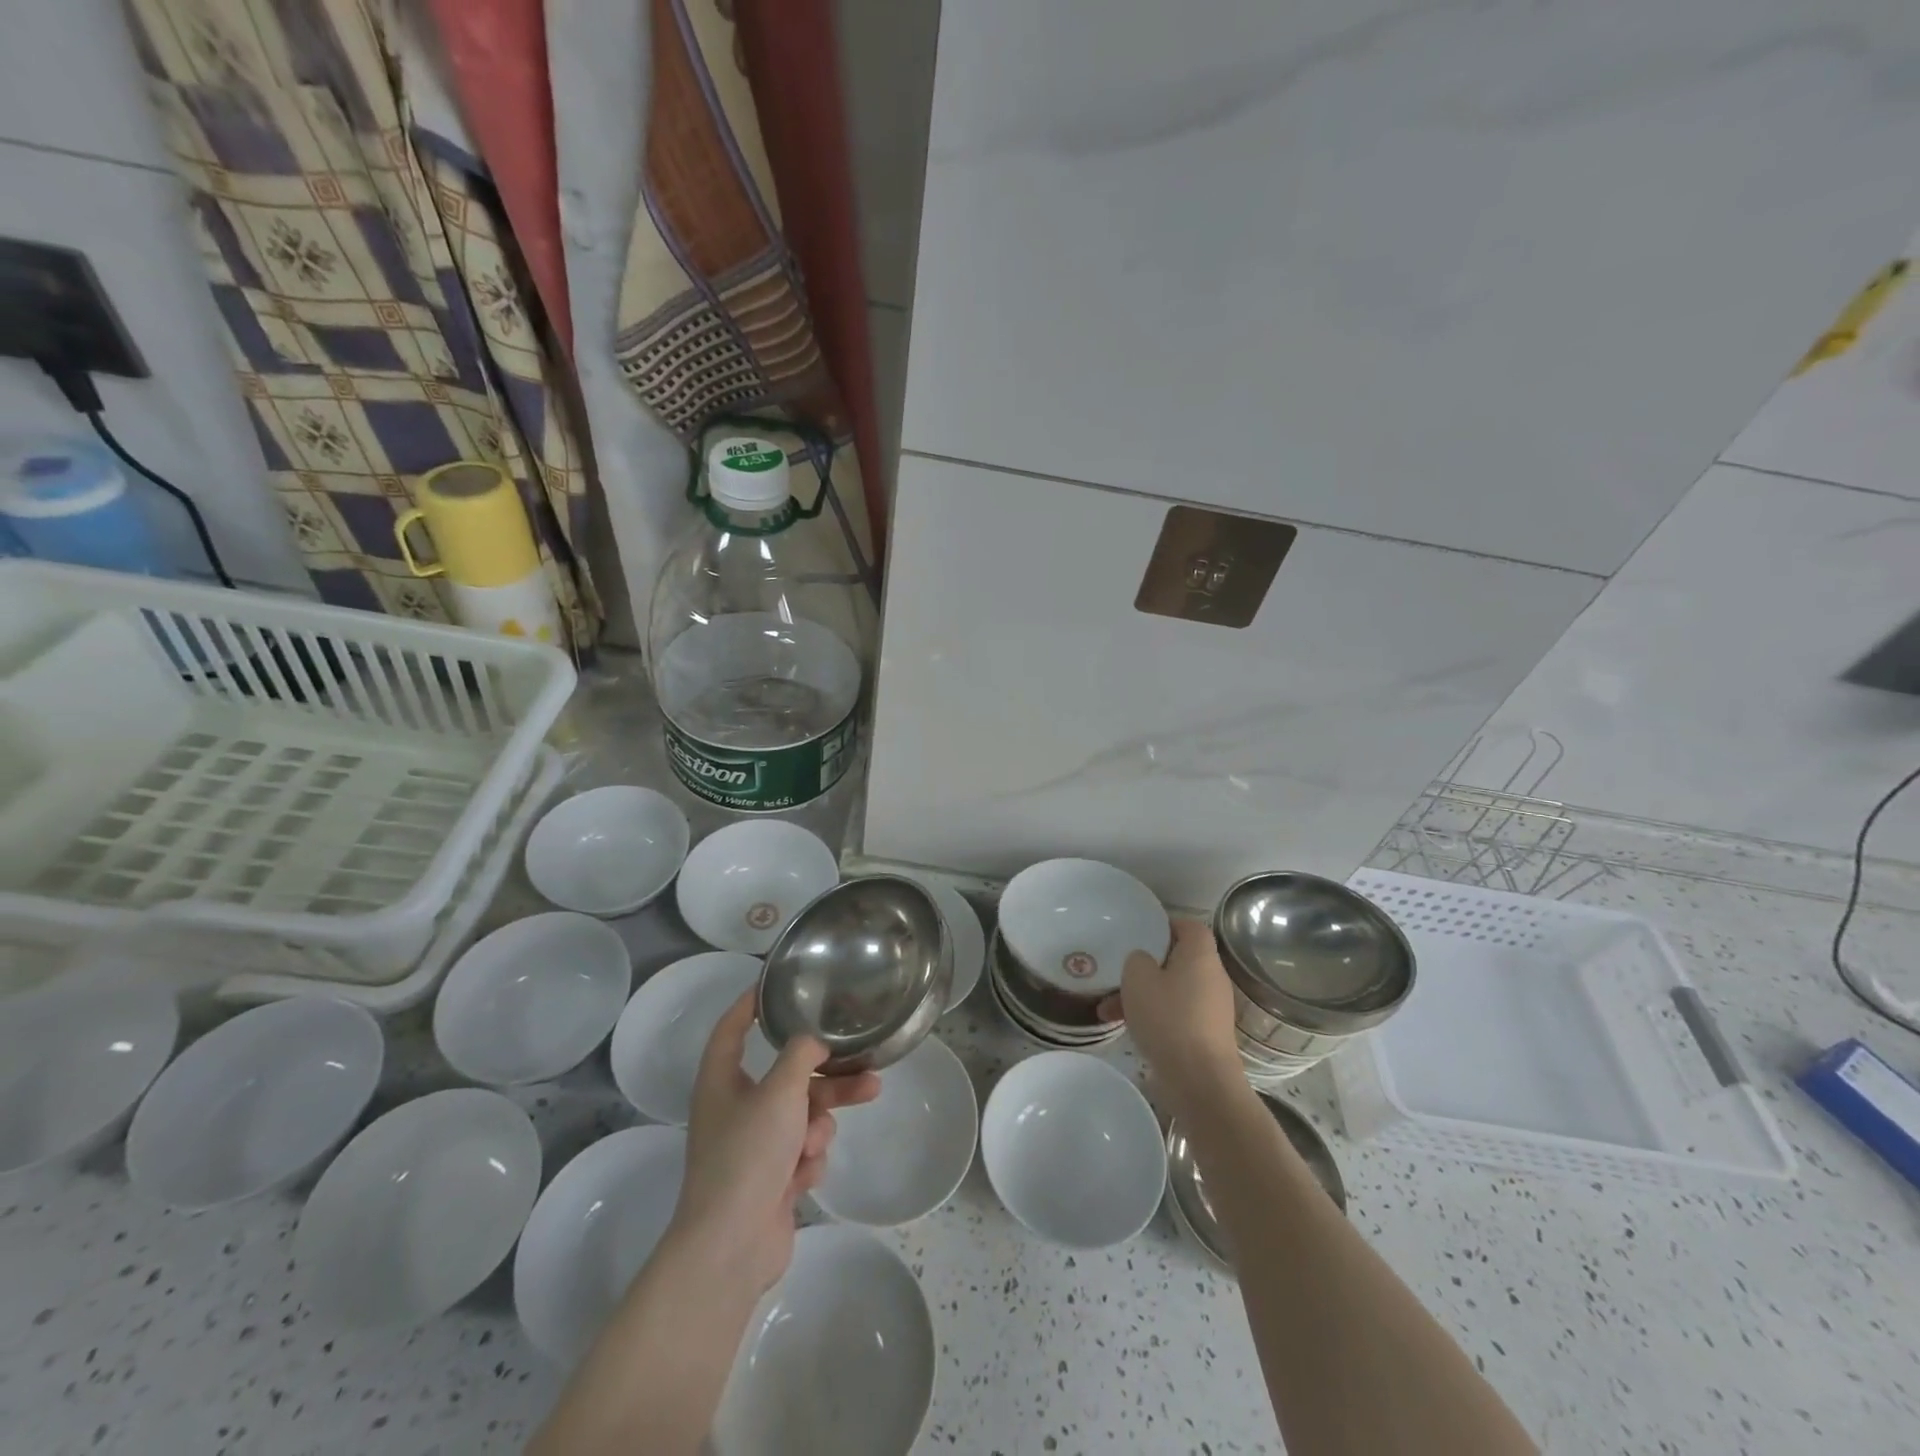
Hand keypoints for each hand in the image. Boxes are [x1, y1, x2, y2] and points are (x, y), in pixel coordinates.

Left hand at [666, 992, 880, 1296]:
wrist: (732, 1247)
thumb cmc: (748, 1155)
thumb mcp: (780, 1092)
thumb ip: (801, 1055)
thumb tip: (813, 1039)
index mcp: (722, 1081)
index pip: (731, 1029)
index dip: (749, 1004)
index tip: (775, 984)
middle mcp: (735, 1108)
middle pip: (787, 1075)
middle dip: (827, 1074)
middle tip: (865, 1065)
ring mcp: (753, 1146)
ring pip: (802, 1113)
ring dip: (822, 1119)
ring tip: (847, 1118)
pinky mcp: (770, 1178)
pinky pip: (801, 1150)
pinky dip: (807, 1159)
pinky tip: (802, 1176)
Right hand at [1101, 918, 1241, 1111]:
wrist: (1199, 1081)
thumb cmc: (1169, 1019)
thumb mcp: (1138, 978)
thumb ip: (1137, 959)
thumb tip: (1144, 961)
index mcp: (1200, 955)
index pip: (1189, 926)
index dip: (1165, 925)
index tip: (1139, 932)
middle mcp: (1211, 977)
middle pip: (1177, 959)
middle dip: (1145, 966)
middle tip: (1119, 972)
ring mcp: (1211, 1008)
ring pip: (1171, 990)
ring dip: (1143, 995)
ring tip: (1108, 1009)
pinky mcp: (1205, 1035)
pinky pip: (1175, 1014)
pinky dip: (1154, 1016)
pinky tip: (1126, 1028)